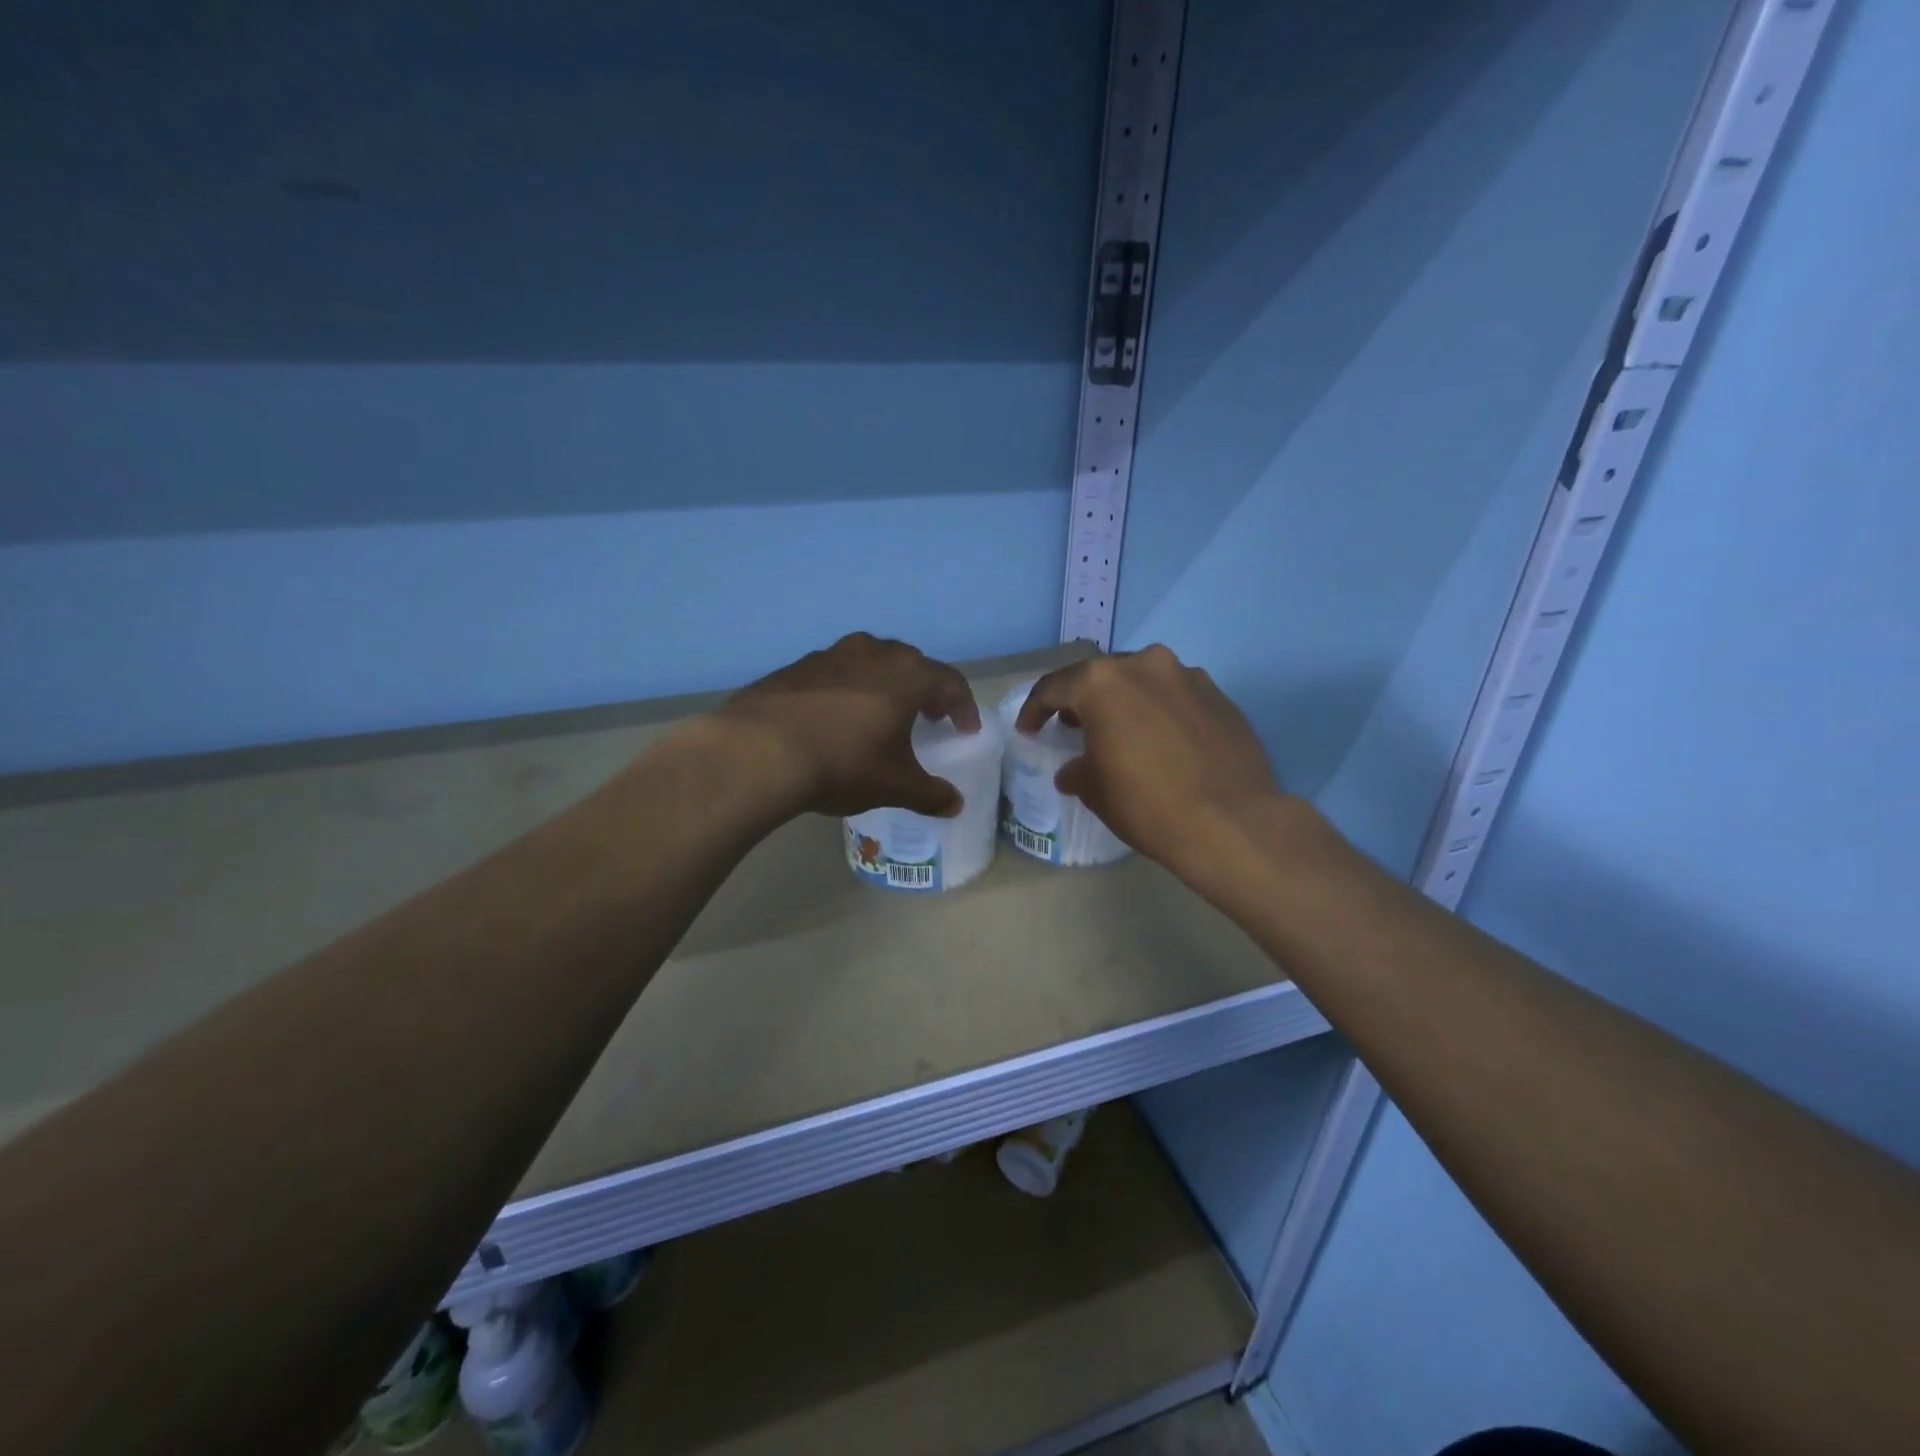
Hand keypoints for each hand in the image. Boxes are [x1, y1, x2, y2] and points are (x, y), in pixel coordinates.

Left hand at [716, 632, 982, 818]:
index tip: (965, 730)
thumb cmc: (844, 763)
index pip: (950, 682)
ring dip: (884, 685)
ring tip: (881, 714)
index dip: (963, 707)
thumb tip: (955, 805)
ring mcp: (831, 655)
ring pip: (870, 663)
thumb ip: (930, 794)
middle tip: (928, 716)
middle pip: (911, 665)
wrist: (760, 751)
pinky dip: (846, 690)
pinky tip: (835, 719)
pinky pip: (835, 673)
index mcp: (907, 675)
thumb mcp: (894, 785)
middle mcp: (873, 653)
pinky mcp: (796, 667)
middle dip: (925, 690)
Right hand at [1017, 645, 1295, 882]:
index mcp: (1102, 682)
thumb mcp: (1095, 790)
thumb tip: (1075, 769)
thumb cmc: (1147, 803)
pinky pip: (1176, 696)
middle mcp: (1145, 665)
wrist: (1232, 821)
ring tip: (1121, 732)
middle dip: (1084, 701)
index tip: (1029, 729)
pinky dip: (1161, 711)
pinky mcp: (1220, 695)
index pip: (1055, 687)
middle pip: (1101, 677)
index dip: (1035, 709)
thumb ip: (1076, 769)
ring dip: (1126, 702)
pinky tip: (1163, 742)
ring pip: (1143, 682)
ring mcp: (1188, 676)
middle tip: (1074, 727)